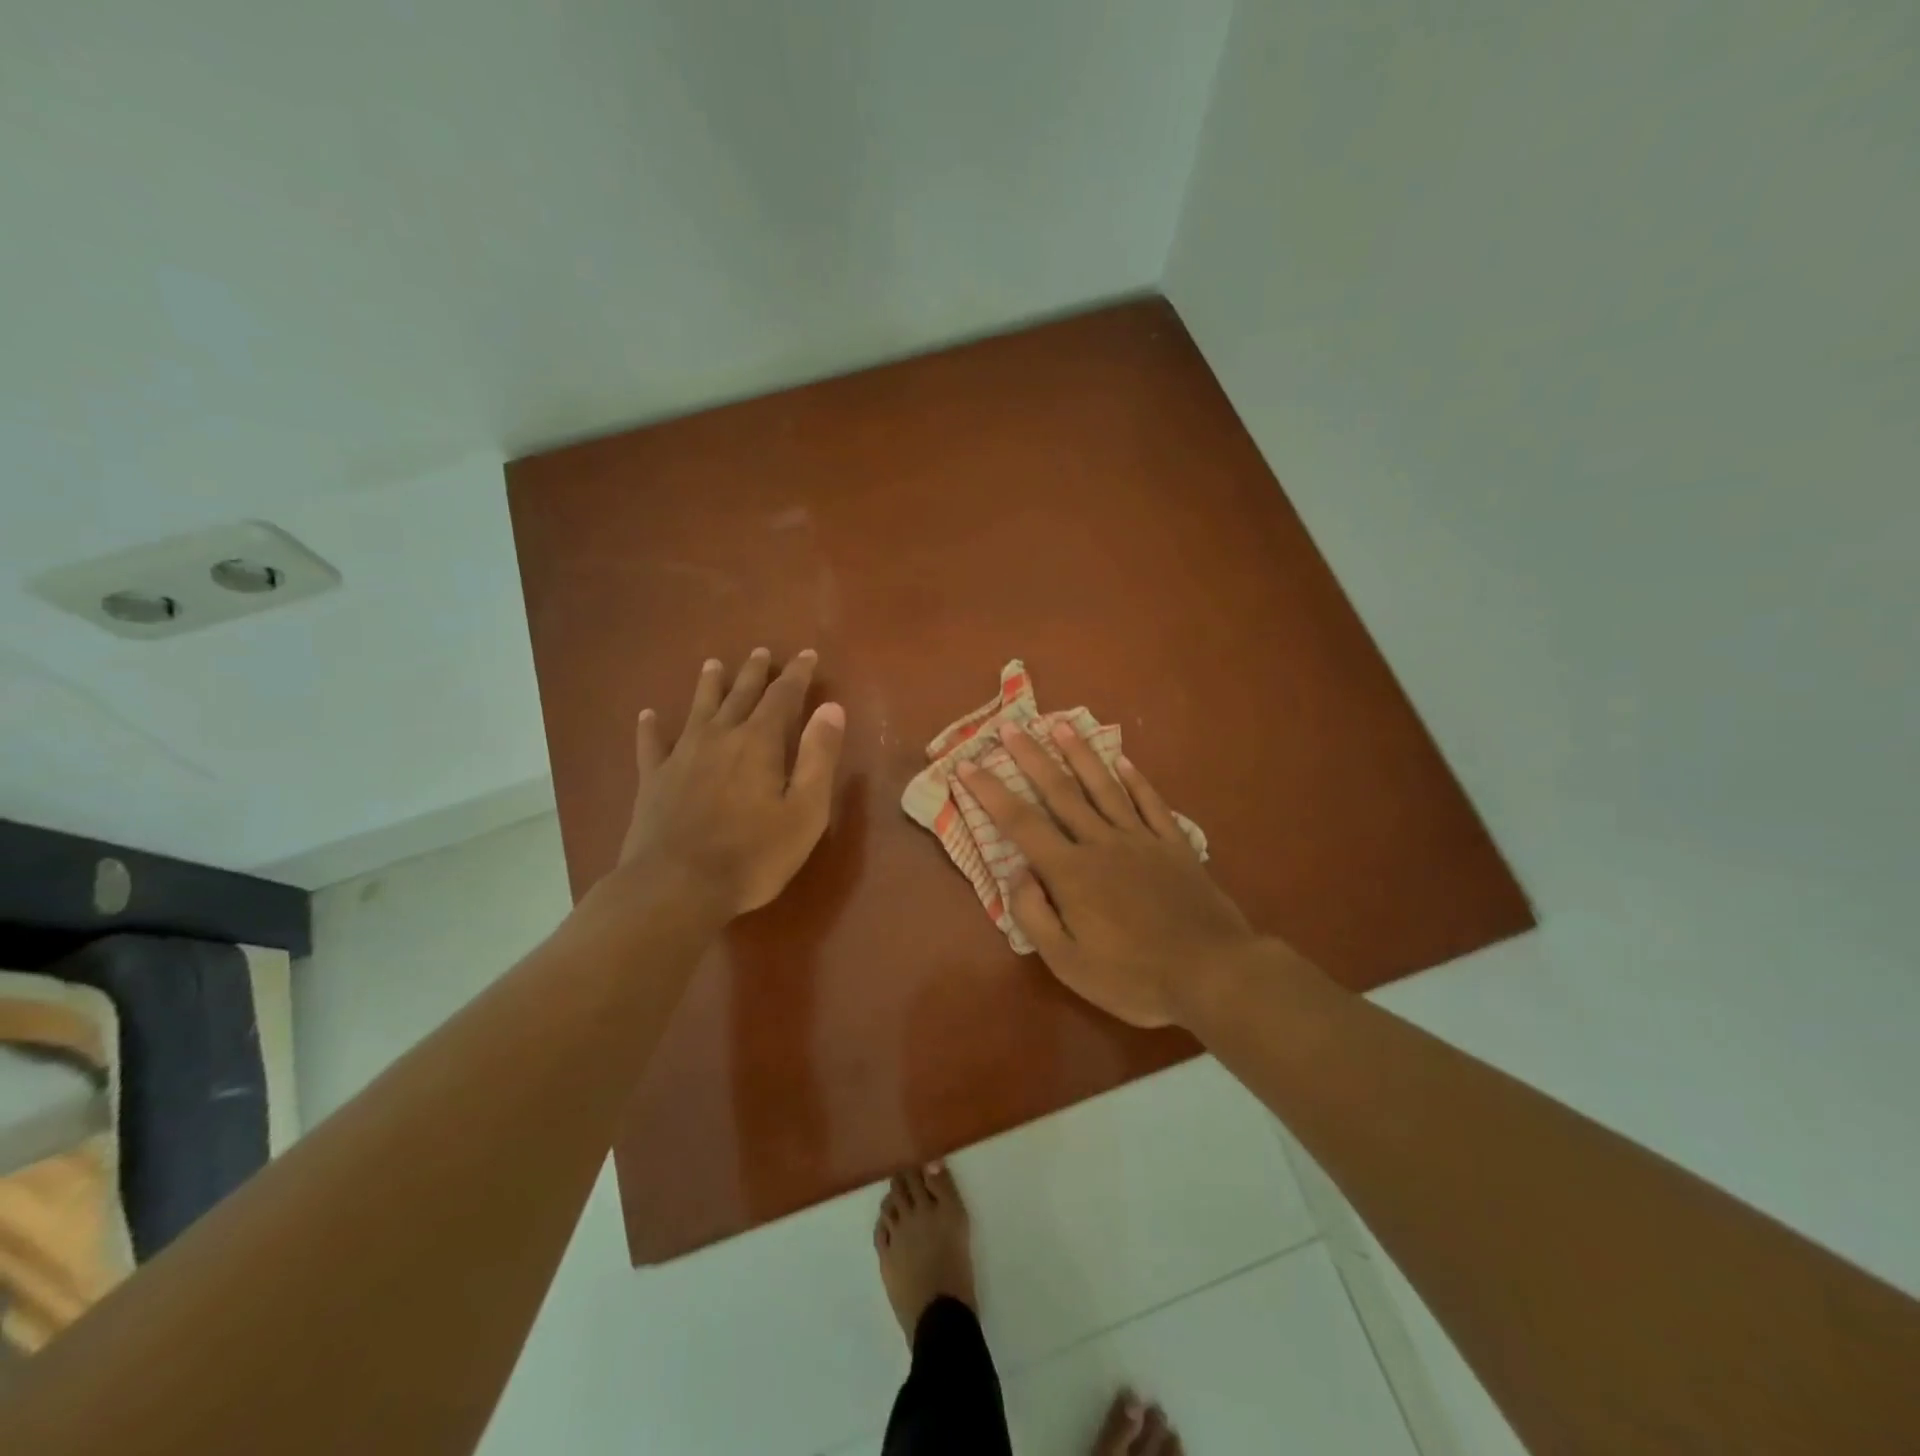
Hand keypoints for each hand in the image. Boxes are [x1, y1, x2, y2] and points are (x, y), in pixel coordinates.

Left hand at [615, 648, 845, 917]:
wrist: (676, 886)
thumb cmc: (753, 854)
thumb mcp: (805, 811)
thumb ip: (818, 757)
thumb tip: (831, 708)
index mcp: (759, 743)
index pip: (783, 696)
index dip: (797, 674)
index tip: (806, 654)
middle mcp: (720, 737)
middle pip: (739, 695)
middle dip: (754, 672)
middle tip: (761, 652)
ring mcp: (682, 756)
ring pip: (698, 709)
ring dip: (708, 685)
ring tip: (713, 664)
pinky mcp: (654, 780)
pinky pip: (651, 745)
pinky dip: (651, 728)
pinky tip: (647, 715)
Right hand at [960, 722, 1259, 1027]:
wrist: (1212, 972)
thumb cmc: (1133, 976)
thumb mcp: (1067, 963)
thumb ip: (1034, 915)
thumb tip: (1017, 873)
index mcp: (1071, 872)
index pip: (1020, 823)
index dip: (990, 792)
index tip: (968, 765)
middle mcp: (1101, 843)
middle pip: (1060, 792)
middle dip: (1031, 757)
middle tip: (1010, 727)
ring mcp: (1141, 839)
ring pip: (1104, 787)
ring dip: (1079, 755)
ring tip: (1060, 725)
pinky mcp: (1174, 845)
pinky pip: (1151, 803)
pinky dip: (1136, 780)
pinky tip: (1124, 761)